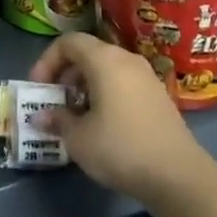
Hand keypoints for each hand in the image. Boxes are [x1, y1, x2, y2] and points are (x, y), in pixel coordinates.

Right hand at [30, 33, 214, 206]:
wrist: (177, 174)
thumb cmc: (120, 148)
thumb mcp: (79, 139)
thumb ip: (57, 121)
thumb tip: (41, 116)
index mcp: (104, 60)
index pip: (69, 42)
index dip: (48, 60)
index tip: (39, 88)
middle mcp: (126, 59)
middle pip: (88, 53)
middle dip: (66, 74)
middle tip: (56, 101)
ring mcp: (146, 76)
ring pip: (107, 68)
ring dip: (86, 85)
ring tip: (77, 115)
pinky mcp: (158, 95)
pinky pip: (123, 82)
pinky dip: (106, 93)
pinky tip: (103, 123)